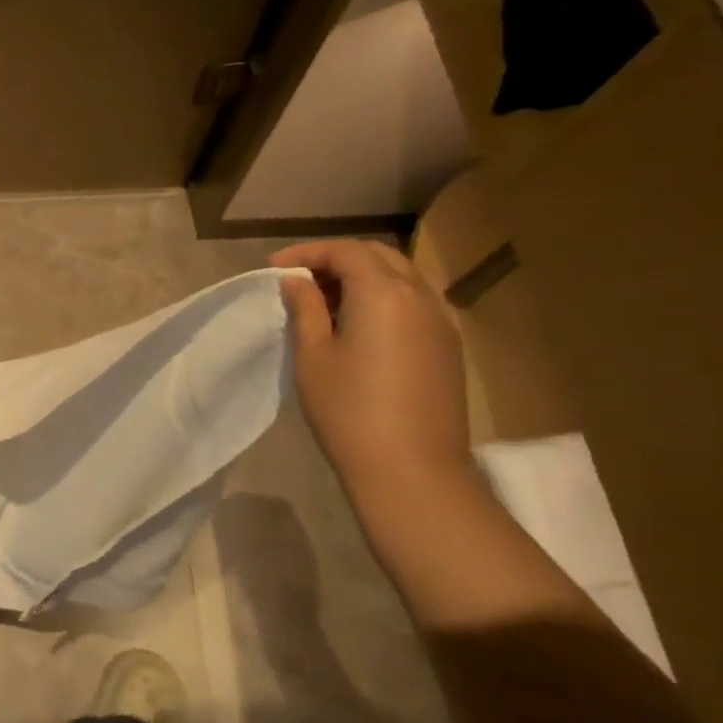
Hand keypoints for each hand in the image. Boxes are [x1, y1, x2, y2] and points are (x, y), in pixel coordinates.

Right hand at [270, 240, 471, 500]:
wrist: (412, 471)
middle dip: (336, 259)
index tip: (274, 268)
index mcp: (384, 294)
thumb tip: (297, 281)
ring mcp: (441, 323)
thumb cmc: (349, 411)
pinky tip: (356, 325)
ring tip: (324, 301)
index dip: (307, 253)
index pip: (346, 251)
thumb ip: (306, 309)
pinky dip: (382, 298)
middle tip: (299, 280)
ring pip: (401, 278)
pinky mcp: (447, 347)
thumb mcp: (313, 356)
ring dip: (361, 278)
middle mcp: (420, 297)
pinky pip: (413, 303)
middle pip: (379, 256)